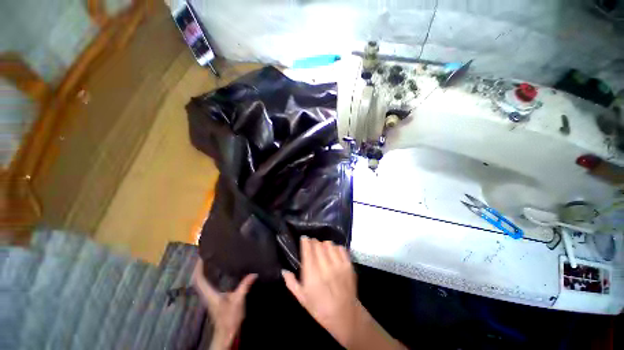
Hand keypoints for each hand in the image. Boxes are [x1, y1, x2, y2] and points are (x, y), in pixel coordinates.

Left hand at [192, 260, 256, 349]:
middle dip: (199, 268)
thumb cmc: (230, 317)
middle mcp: (206, 294)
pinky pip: (206, 285)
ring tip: (209, 261)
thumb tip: (254, 273)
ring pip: (201, 283)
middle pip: (198, 280)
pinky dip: (207, 277)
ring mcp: (208, 297)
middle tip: (205, 256)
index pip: (199, 279)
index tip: (201, 256)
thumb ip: (245, 286)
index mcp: (209, 294)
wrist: (226, 332)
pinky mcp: (212, 298)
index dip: (198, 268)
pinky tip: (215, 272)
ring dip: (202, 272)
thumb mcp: (238, 300)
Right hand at [282, 237, 359, 346]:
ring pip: (329, 244)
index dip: (305, 241)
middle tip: (312, 246)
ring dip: (324, 245)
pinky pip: (340, 248)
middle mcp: (325, 267)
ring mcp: (338, 265)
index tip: (304, 238)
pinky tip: (333, 254)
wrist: (345, 316)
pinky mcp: (348, 265)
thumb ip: (291, 283)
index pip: (307, 250)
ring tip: (323, 250)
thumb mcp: (302, 299)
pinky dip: (335, 248)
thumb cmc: (320, 308)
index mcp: (312, 276)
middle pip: (318, 244)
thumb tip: (283, 270)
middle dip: (313, 242)